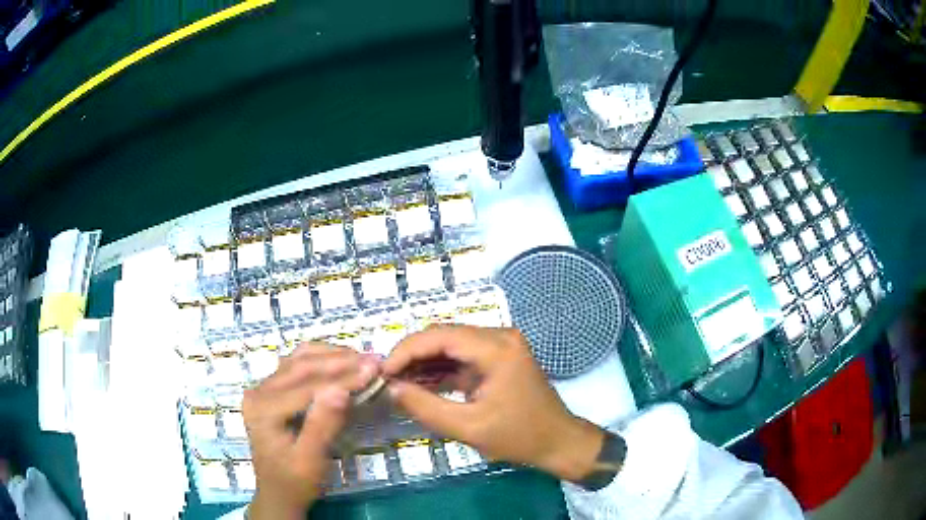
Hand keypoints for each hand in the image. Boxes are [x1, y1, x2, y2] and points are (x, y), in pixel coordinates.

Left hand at [243, 343, 378, 518]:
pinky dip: (319, 359)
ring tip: (360, 358)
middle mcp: (259, 392)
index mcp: (264, 409)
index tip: (375, 369)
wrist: (278, 494)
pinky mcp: (270, 390)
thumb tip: (341, 391)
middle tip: (374, 360)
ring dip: (330, 355)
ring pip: (298, 359)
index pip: (308, 385)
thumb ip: (322, 426)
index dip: (343, 377)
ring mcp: (263, 388)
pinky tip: (338, 360)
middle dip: (339, 361)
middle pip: (301, 366)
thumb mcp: (310, 462)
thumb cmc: (295, 482)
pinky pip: (295, 365)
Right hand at [383, 325, 604, 482]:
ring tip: (397, 382)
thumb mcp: (468, 428)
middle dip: (412, 355)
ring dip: (423, 362)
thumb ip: (425, 407)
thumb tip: (391, 388)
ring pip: (450, 344)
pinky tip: (419, 384)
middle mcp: (499, 336)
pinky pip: (461, 356)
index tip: (383, 372)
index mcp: (496, 348)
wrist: (557, 441)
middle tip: (387, 378)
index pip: (439, 335)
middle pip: (443, 335)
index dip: (406, 350)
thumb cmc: (519, 436)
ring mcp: (500, 345)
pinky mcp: (498, 358)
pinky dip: (439, 369)